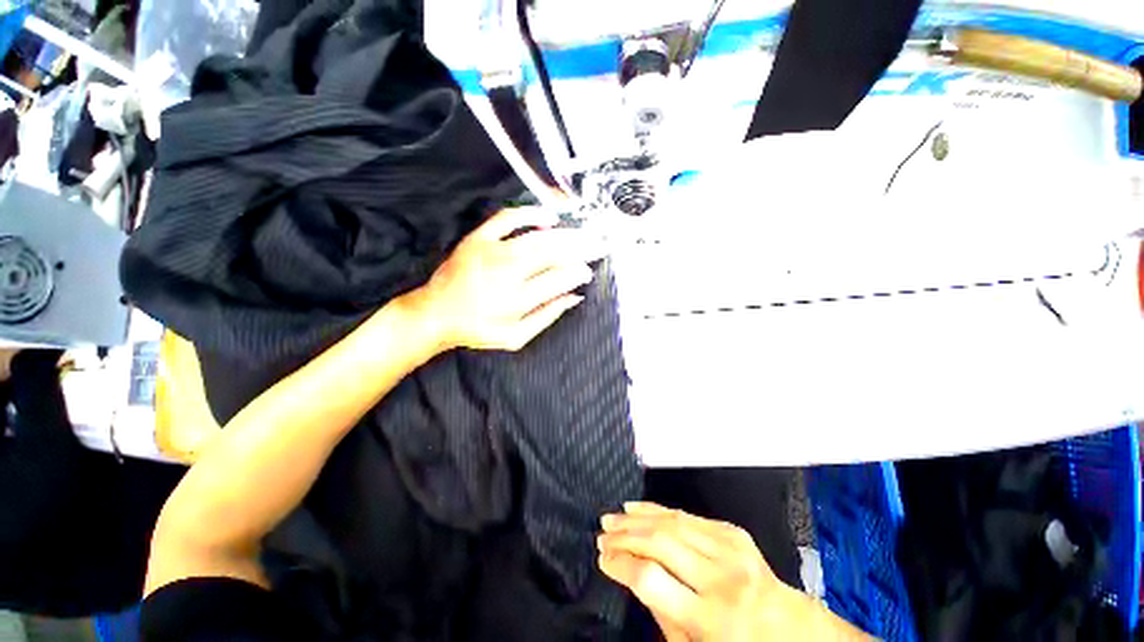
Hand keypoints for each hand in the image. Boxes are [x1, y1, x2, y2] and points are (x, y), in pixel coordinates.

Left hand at [407, 207, 604, 351]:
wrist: (435, 313)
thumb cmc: (476, 329)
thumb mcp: (516, 337)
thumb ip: (547, 317)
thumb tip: (574, 298)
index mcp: (518, 299)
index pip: (559, 278)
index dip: (578, 273)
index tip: (588, 271)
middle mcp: (508, 271)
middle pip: (553, 253)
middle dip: (581, 248)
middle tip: (598, 246)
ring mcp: (492, 250)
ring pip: (538, 237)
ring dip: (566, 234)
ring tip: (584, 234)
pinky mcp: (479, 238)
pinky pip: (508, 218)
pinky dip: (530, 214)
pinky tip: (549, 217)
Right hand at [598, 502, 785, 640]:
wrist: (791, 628)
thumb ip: (662, 613)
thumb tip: (631, 573)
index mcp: (712, 618)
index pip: (651, 579)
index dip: (621, 564)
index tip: (602, 559)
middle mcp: (722, 578)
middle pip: (660, 543)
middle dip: (625, 536)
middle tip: (602, 534)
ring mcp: (731, 550)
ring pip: (672, 522)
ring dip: (637, 517)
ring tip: (613, 517)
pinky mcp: (734, 532)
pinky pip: (688, 515)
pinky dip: (660, 509)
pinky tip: (639, 508)